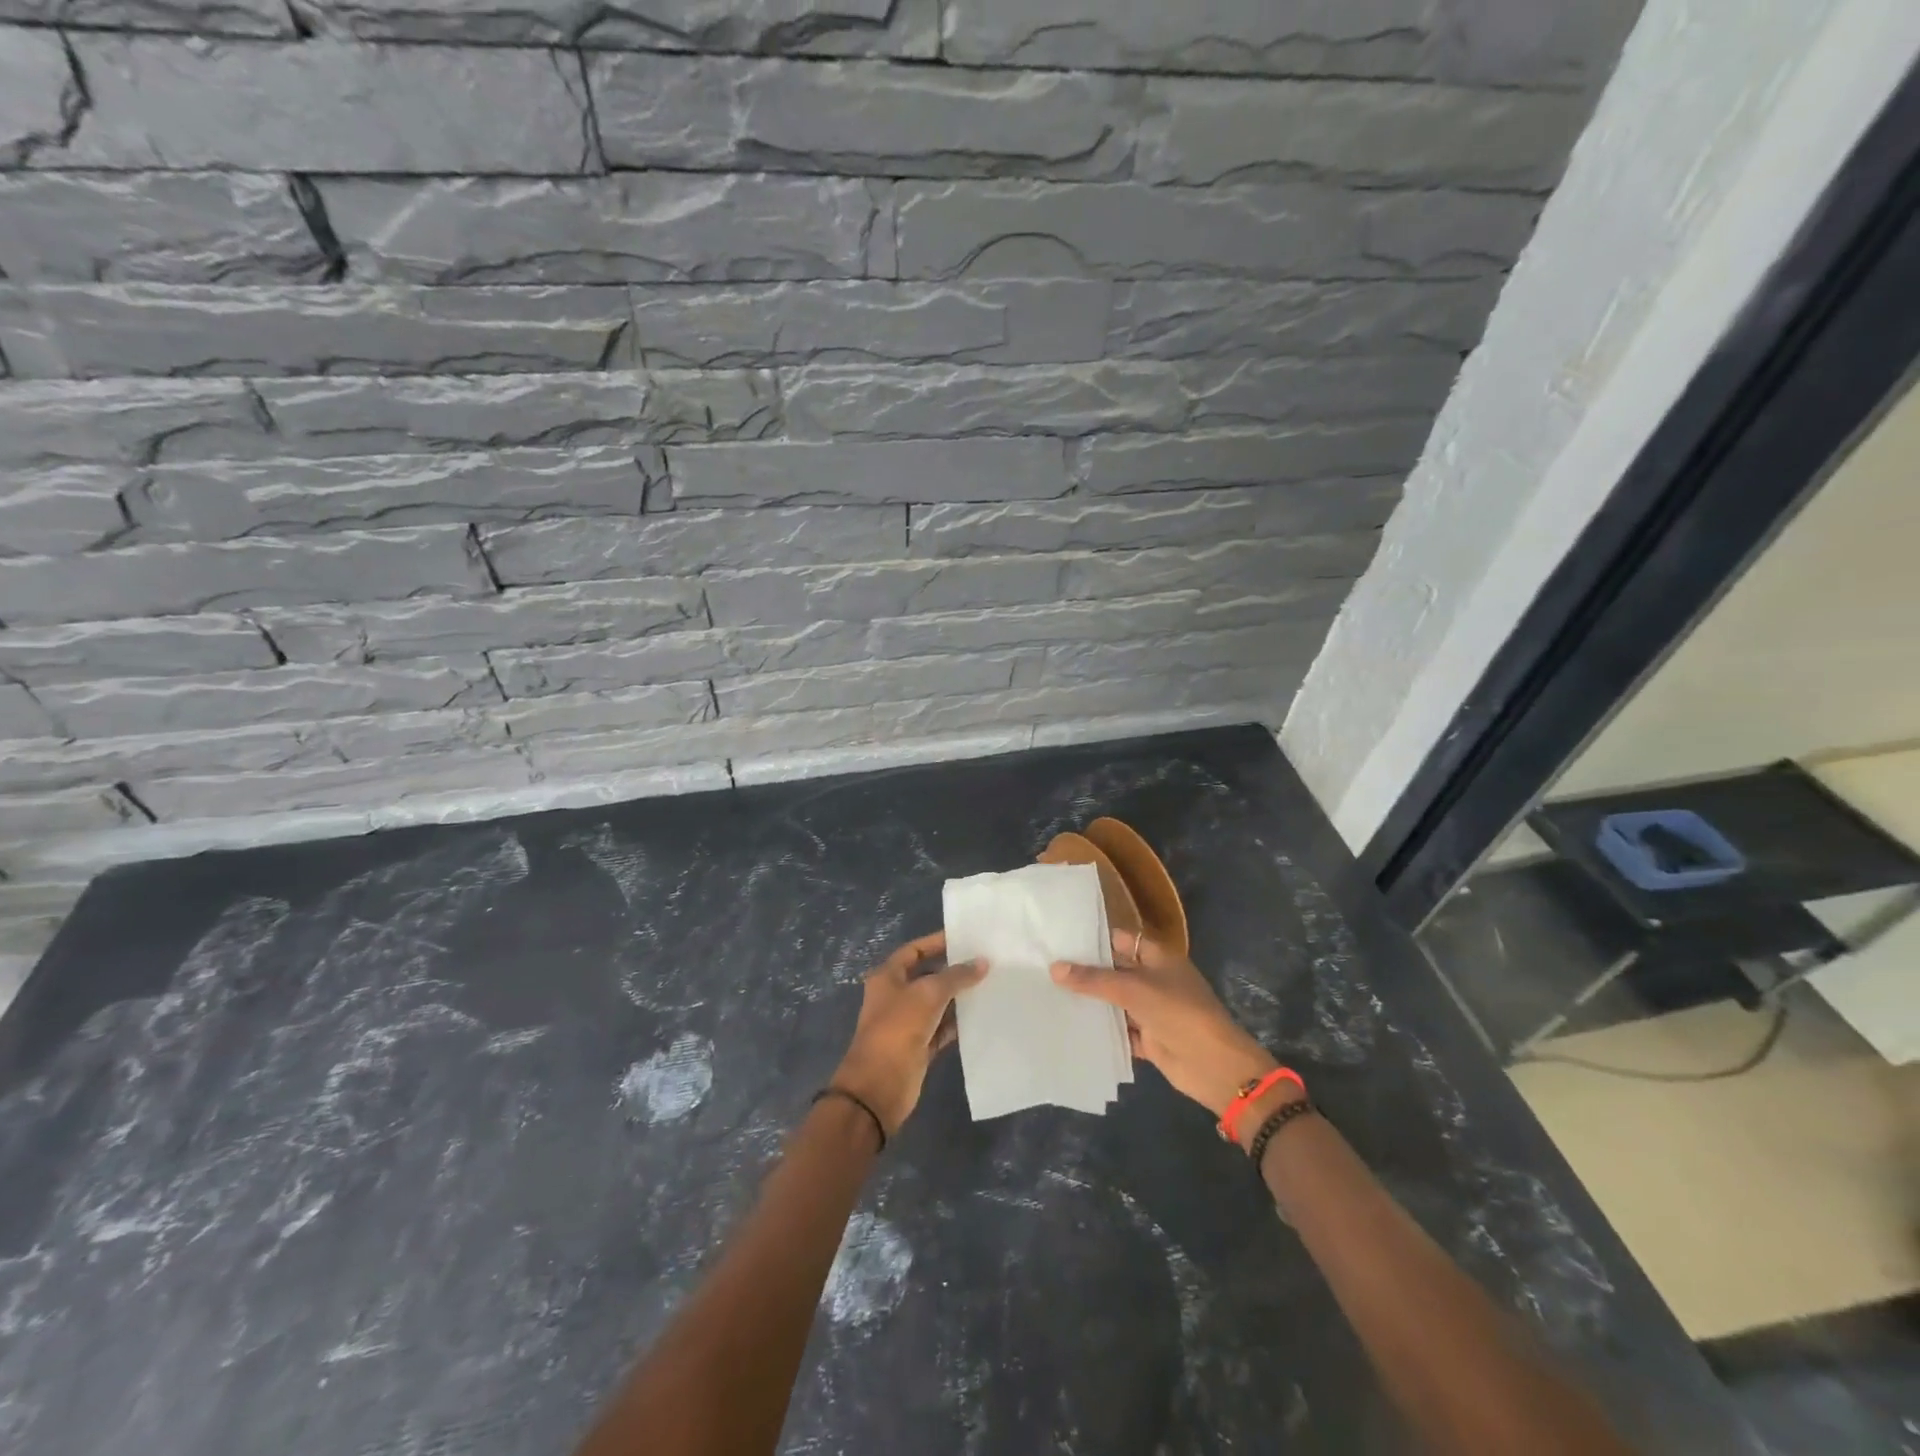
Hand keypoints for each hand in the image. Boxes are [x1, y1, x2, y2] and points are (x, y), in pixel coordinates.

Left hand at [832, 931, 986, 1138]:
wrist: (879, 1086)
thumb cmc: (898, 1028)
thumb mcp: (928, 994)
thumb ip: (956, 976)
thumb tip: (982, 962)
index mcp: (888, 977)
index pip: (915, 950)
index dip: (937, 942)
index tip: (966, 938)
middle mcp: (896, 996)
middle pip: (928, 976)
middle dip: (953, 970)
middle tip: (985, 961)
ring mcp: (908, 1023)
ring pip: (938, 1003)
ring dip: (959, 997)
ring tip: (991, 984)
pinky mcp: (920, 1047)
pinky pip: (943, 1028)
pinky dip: (959, 1022)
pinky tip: (982, 1015)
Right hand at [1052, 931, 1282, 1118]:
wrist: (1214, 1065)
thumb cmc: (1178, 1012)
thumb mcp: (1133, 989)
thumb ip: (1093, 979)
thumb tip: (1054, 968)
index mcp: (1157, 957)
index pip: (1120, 940)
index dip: (1094, 938)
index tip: (1059, 938)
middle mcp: (1153, 980)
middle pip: (1115, 971)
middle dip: (1086, 971)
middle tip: (1044, 966)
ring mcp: (1151, 1010)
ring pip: (1115, 1002)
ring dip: (1091, 1002)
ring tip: (1048, 994)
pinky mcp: (1149, 1039)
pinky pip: (1120, 1031)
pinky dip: (1101, 1030)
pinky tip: (1071, 1027)